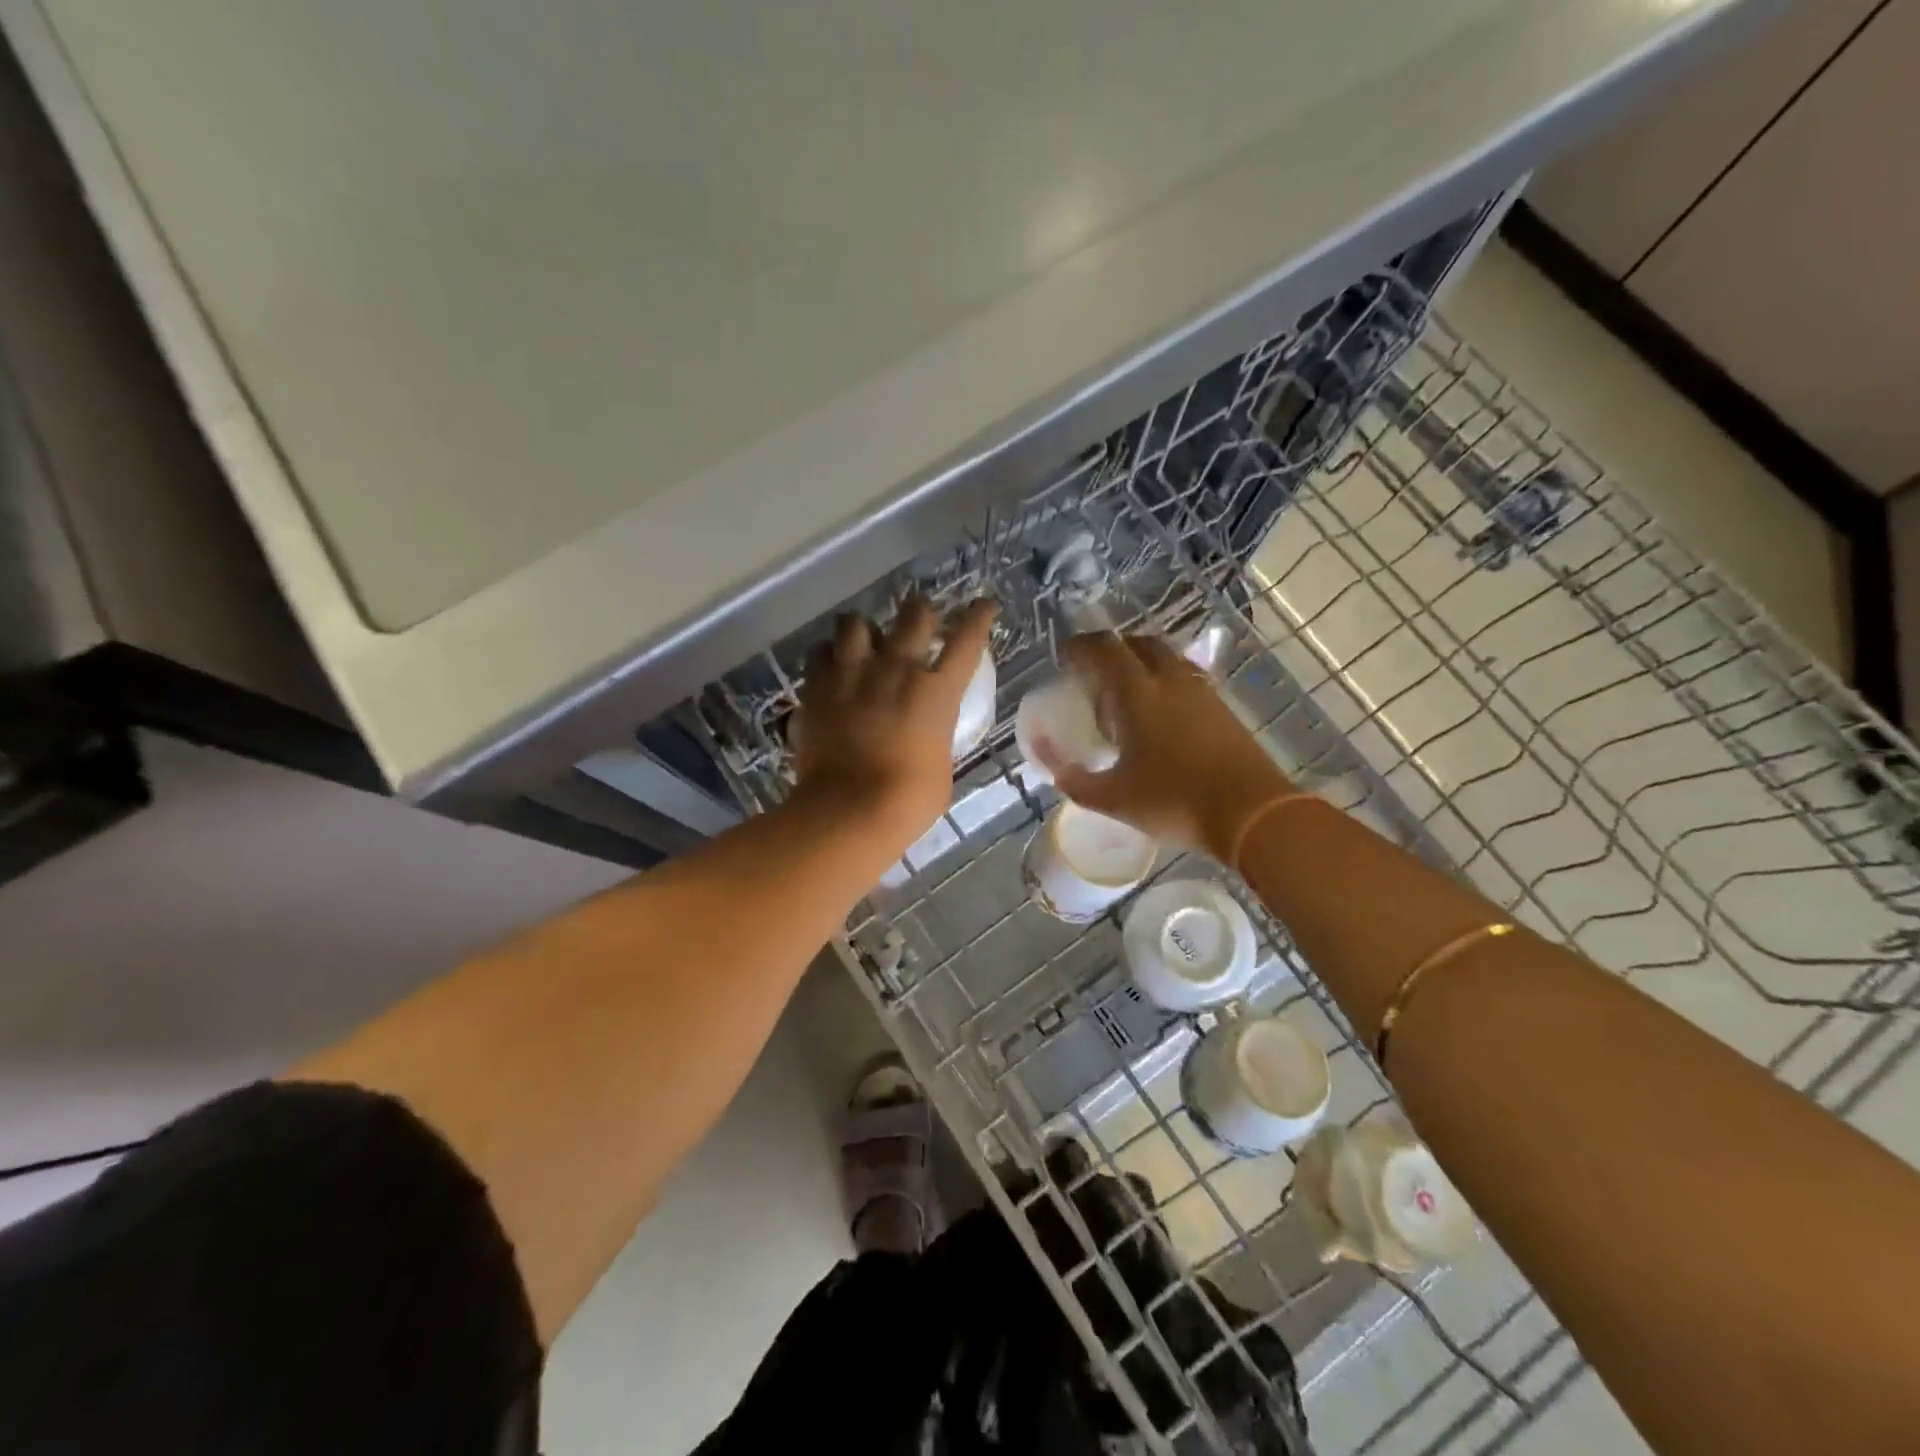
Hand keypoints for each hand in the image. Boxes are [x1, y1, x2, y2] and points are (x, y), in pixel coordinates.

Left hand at [791, 596, 997, 853]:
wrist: (849, 810)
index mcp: (938, 691)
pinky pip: (819, 652)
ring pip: (856, 622)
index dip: (978, 616)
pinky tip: (830, 666)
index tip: (983, 604)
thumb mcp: (940, 766)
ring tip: (863, 641)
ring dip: (864, 629)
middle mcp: (898, 669)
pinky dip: (828, 654)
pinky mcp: (818, 688)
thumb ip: (935, 738)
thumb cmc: (909, 801)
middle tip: (918, 621)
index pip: (967, 639)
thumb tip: (926, 735)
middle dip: (920, 612)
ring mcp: (853, 674)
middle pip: (913, 614)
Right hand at [1039, 632, 1289, 855]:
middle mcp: (1171, 681)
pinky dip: (1166, 682)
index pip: (1106, 650)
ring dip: (1143, 663)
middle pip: (1140, 643)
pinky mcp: (1223, 709)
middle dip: (1115, 648)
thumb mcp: (1115, 800)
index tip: (1066, 656)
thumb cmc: (1174, 801)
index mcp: (1138, 693)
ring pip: (1168, 659)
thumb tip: (1059, 772)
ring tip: (1127, 690)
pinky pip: (1187, 679)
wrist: (1250, 812)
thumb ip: (1079, 783)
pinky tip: (1161, 713)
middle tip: (1097, 669)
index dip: (1082, 647)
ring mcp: (1202, 692)